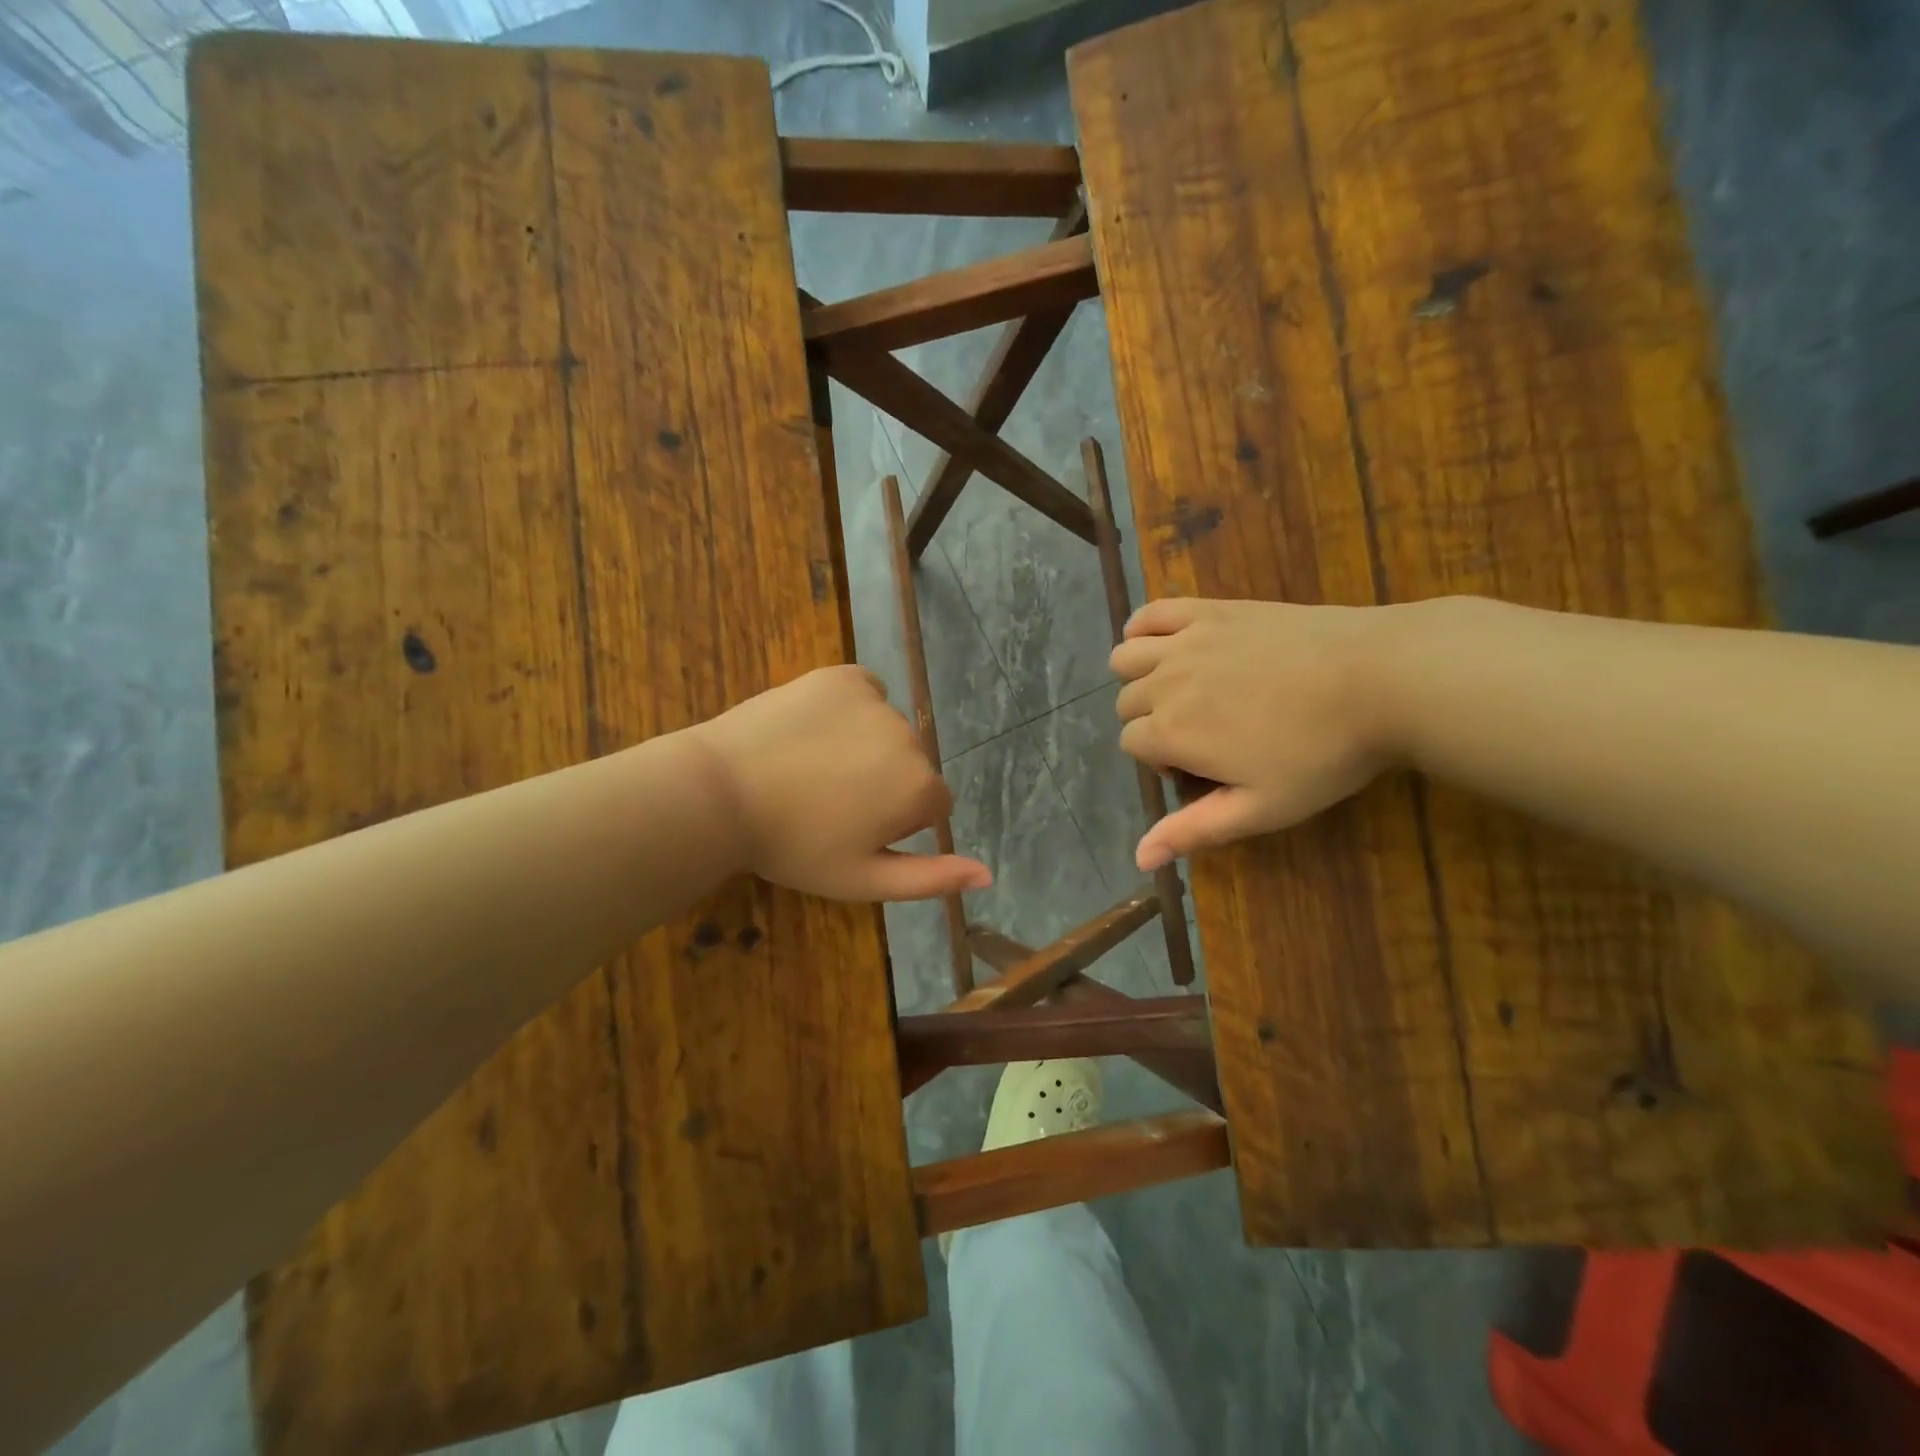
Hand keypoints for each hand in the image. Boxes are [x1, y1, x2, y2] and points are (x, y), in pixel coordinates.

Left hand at [693, 665, 991, 901]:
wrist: (720, 793)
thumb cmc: (793, 847)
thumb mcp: (864, 879)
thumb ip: (932, 879)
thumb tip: (988, 875)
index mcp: (919, 788)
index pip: (933, 805)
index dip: (895, 821)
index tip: (852, 828)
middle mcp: (910, 737)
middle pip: (912, 764)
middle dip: (884, 782)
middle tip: (828, 801)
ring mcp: (876, 700)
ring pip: (889, 729)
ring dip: (866, 745)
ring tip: (812, 766)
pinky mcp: (843, 675)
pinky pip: (865, 692)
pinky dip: (850, 708)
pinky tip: (814, 729)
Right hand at [1110, 598, 1398, 869]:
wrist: (1380, 678)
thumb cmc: (1322, 753)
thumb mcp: (1261, 808)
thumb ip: (1194, 830)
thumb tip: (1140, 859)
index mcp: (1172, 732)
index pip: (1131, 744)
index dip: (1159, 761)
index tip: (1201, 769)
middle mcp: (1165, 683)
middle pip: (1127, 703)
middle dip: (1150, 722)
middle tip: (1201, 734)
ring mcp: (1186, 641)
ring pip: (1125, 658)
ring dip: (1138, 678)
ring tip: (1178, 689)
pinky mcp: (1211, 610)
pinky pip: (1151, 613)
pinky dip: (1142, 628)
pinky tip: (1163, 644)